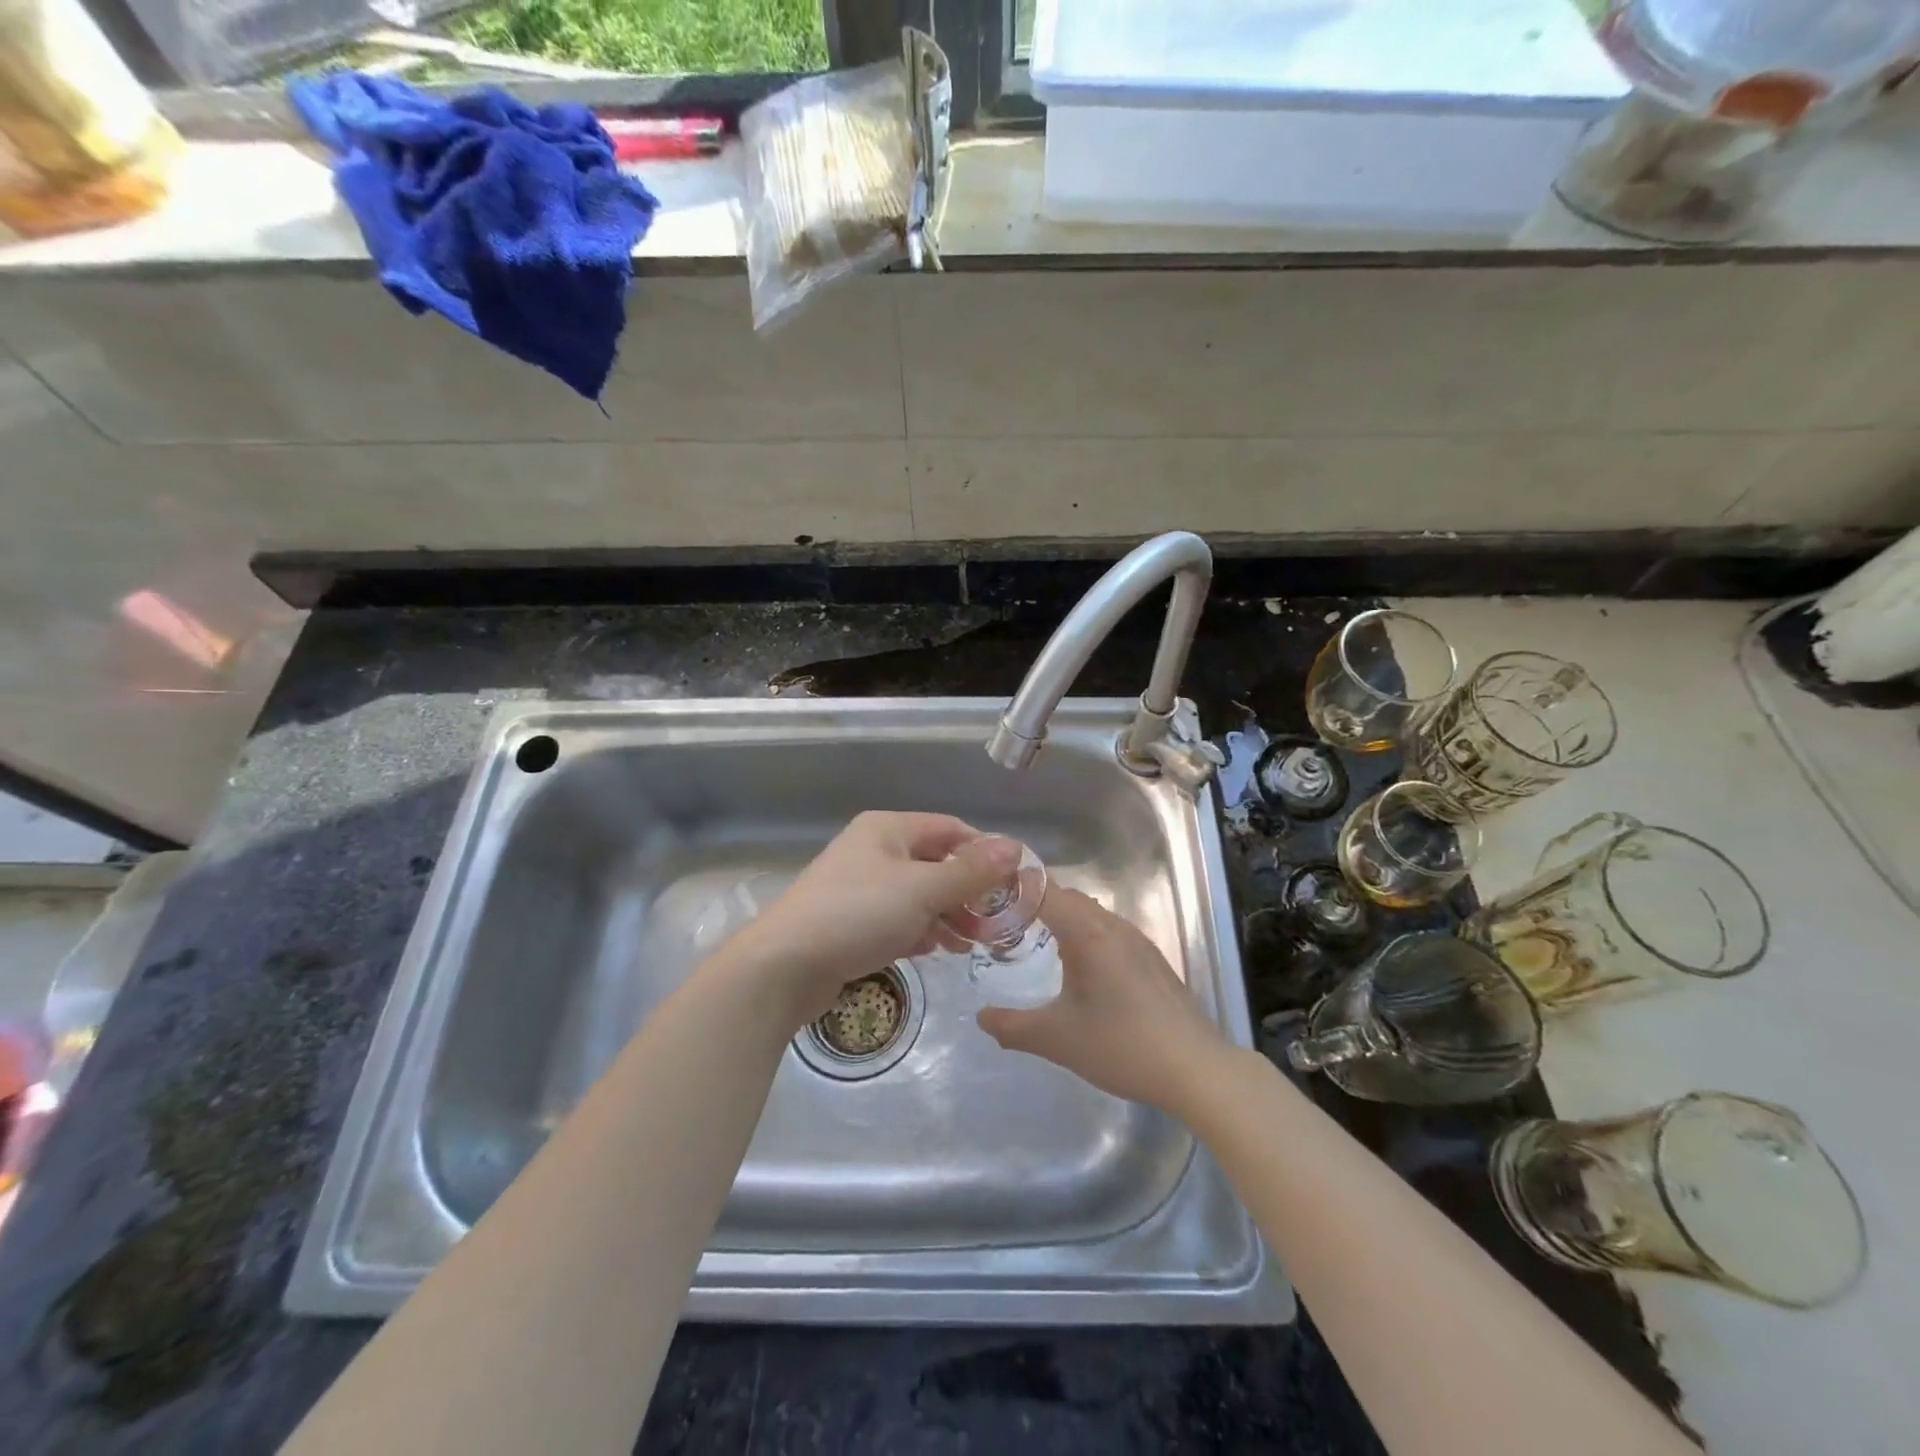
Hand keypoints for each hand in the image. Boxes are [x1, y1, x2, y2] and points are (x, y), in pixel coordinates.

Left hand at [726, 811, 1021, 1024]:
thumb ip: (970, 871)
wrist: (784, 966)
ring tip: (973, 943)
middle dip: (968, 891)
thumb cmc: (858, 914)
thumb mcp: (922, 890)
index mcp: (889, 829)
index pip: (951, 829)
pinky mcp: (852, 921)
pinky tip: (938, 951)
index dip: (985, 853)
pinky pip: (899, 918)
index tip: (1014, 884)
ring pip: (919, 894)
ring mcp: (860, 886)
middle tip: (997, 922)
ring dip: (949, 915)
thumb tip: (1016, 846)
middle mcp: (874, 850)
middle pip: (936, 863)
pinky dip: (922, 930)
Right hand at [976, 888, 1227, 1114]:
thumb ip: (1012, 1027)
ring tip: (1036, 947)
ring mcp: (1138, 942)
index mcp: (1088, 932)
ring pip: (1092, 915)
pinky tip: (1081, 973)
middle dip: (1035, 905)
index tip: (988, 901)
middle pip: (1068, 898)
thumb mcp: (1057, 1039)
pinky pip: (1110, 933)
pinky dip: (1086, 938)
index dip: (1014, 890)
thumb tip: (981, 1017)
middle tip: (1004, 927)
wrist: (1196, 1069)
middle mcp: (1113, 926)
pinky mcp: (1153, 961)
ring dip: (1063, 922)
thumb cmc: (1121, 1045)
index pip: (1044, 890)